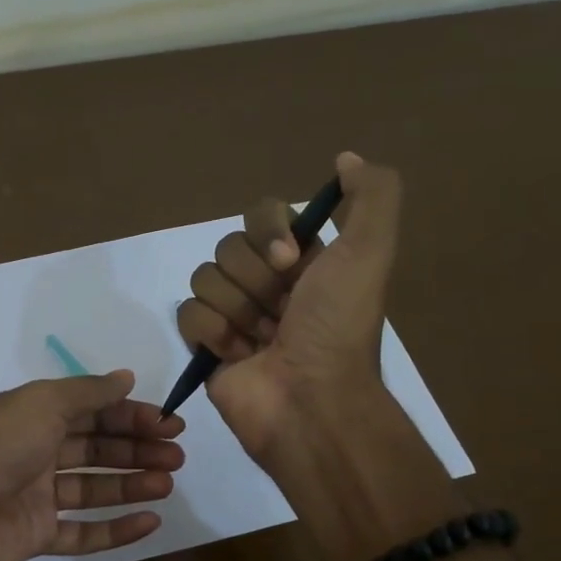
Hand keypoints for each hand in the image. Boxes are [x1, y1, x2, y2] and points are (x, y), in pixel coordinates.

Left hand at [0, 369, 184, 560]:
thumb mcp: (40, 404)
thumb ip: (86, 392)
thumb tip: (125, 377)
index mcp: (31, 415)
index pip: (91, 411)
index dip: (130, 415)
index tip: (168, 423)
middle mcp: (33, 452)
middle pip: (95, 448)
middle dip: (137, 448)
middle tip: (176, 455)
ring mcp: (33, 498)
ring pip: (92, 489)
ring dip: (131, 484)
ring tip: (167, 483)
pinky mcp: (34, 538)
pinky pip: (81, 533)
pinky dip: (115, 529)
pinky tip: (149, 522)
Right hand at [176, 151, 401, 460]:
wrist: (310, 402)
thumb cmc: (337, 328)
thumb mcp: (370, 253)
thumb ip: (372, 196)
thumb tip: (346, 158)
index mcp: (305, 262)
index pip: (263, 214)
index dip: (269, 232)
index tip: (291, 262)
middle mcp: (269, 284)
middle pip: (229, 246)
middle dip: (255, 279)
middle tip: (282, 312)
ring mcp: (236, 315)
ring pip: (205, 278)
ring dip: (237, 309)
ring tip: (261, 340)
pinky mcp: (208, 346)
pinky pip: (188, 313)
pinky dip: (212, 333)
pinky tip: (237, 355)